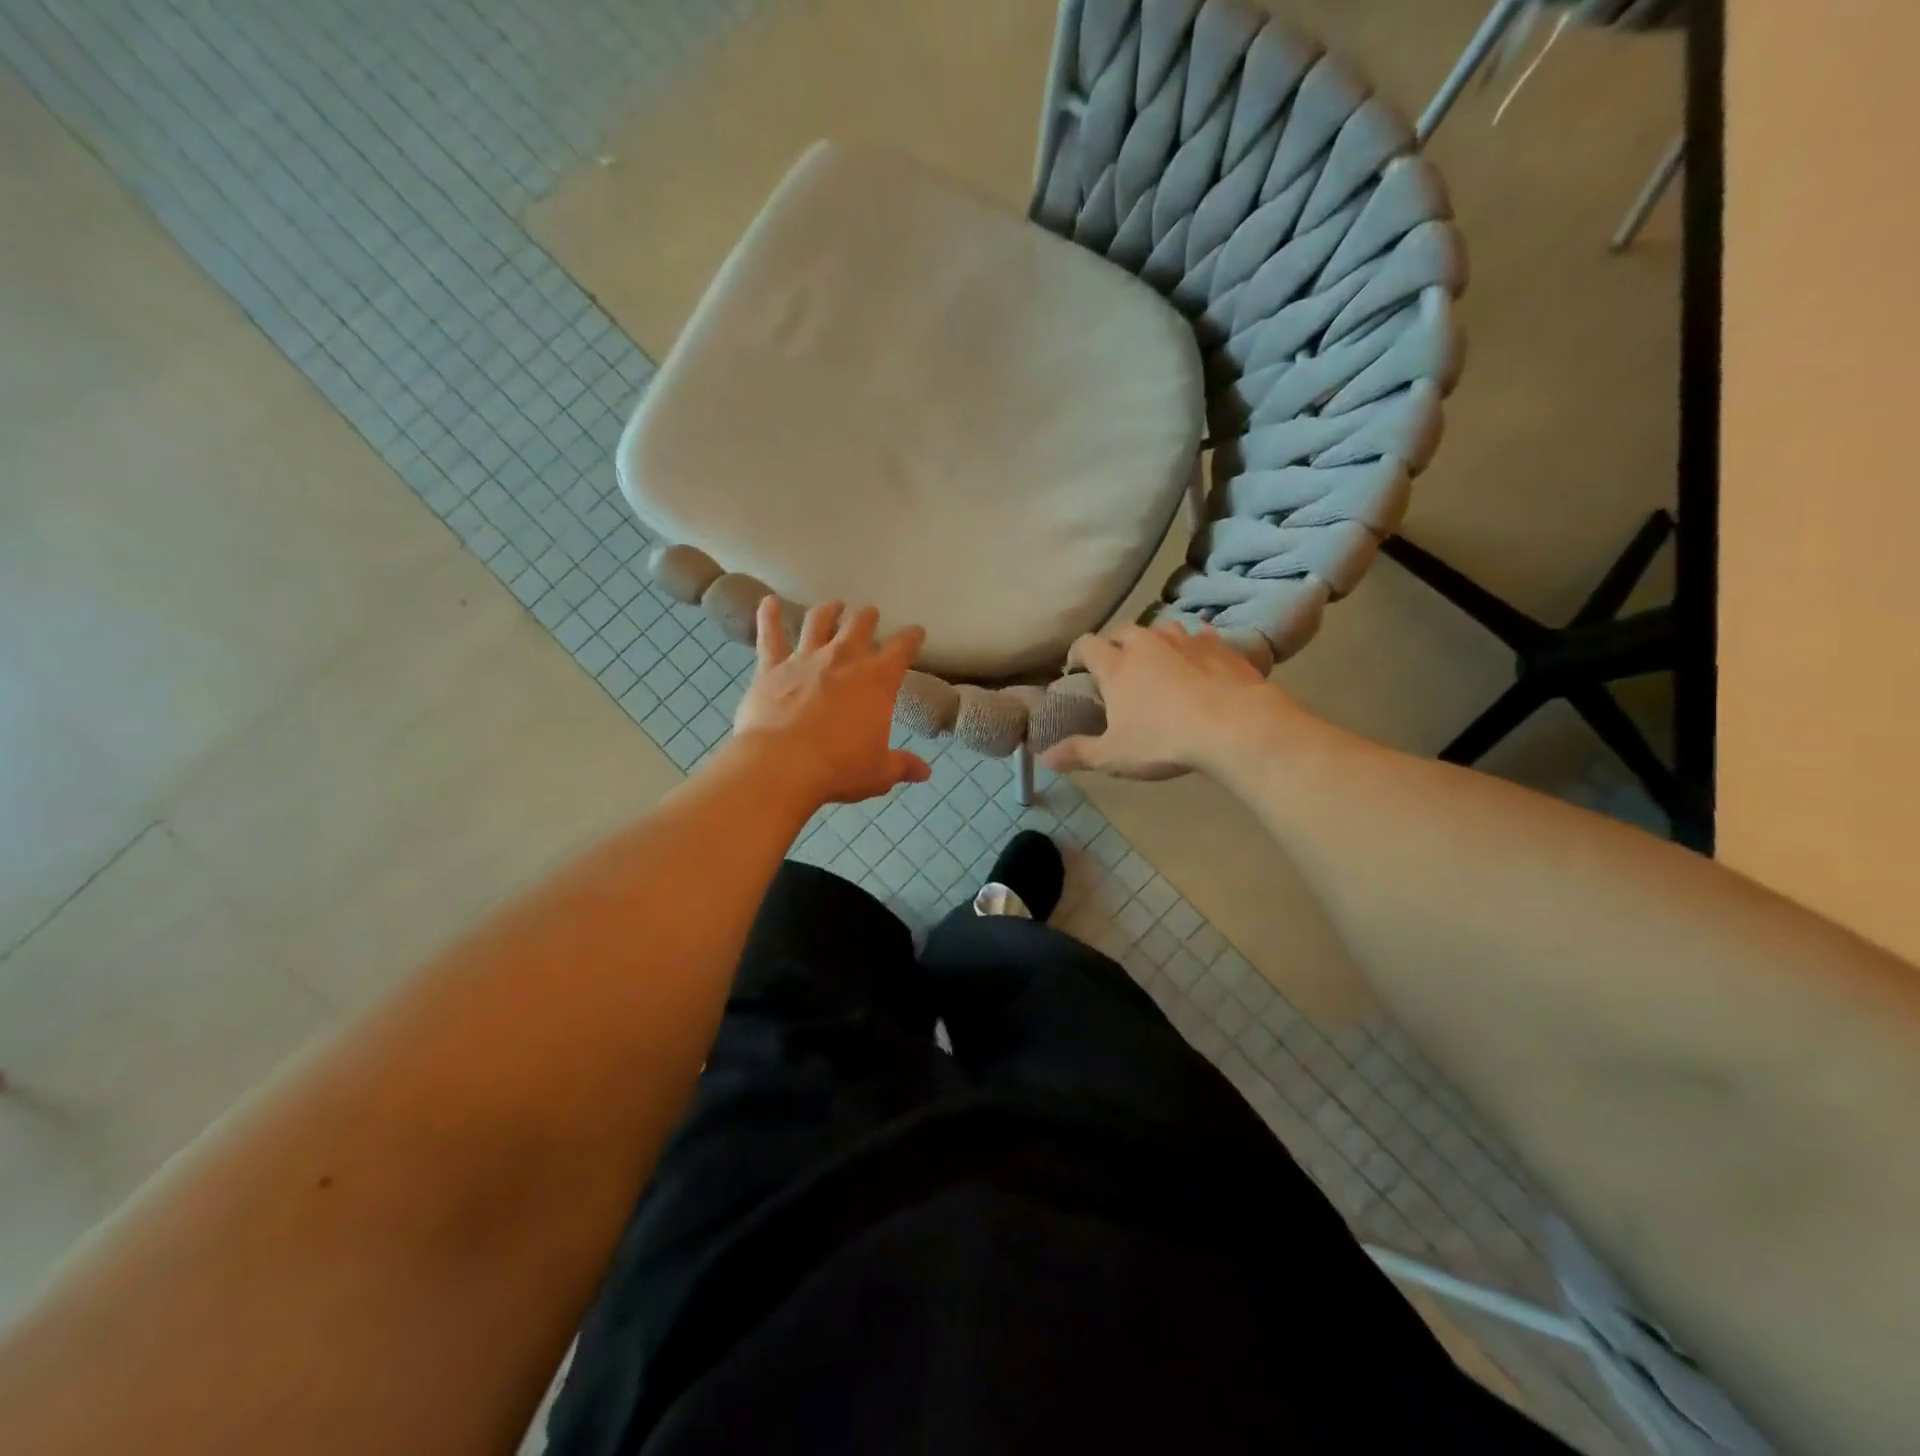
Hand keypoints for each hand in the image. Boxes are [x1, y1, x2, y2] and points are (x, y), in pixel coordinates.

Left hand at [732, 596, 930, 807]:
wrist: (782, 765)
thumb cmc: (839, 768)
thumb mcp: (879, 772)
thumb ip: (902, 765)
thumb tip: (925, 773)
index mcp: (877, 680)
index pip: (902, 649)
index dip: (911, 638)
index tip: (916, 632)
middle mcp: (843, 659)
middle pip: (859, 625)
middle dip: (868, 617)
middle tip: (870, 613)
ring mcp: (805, 659)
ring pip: (818, 622)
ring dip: (828, 610)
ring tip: (833, 605)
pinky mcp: (771, 668)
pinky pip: (769, 635)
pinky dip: (768, 615)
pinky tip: (768, 601)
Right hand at [1041, 622, 1295, 778]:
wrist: (1235, 726)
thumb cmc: (1164, 741)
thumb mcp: (1114, 755)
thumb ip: (1078, 753)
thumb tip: (1042, 757)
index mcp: (1116, 666)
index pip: (1086, 645)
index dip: (1076, 654)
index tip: (1074, 668)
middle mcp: (1147, 644)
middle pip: (1123, 630)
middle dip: (1113, 643)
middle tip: (1115, 664)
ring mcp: (1185, 640)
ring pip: (1161, 628)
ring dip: (1154, 641)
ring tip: (1156, 660)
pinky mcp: (1220, 646)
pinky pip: (1200, 637)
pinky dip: (1193, 646)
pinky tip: (1198, 661)